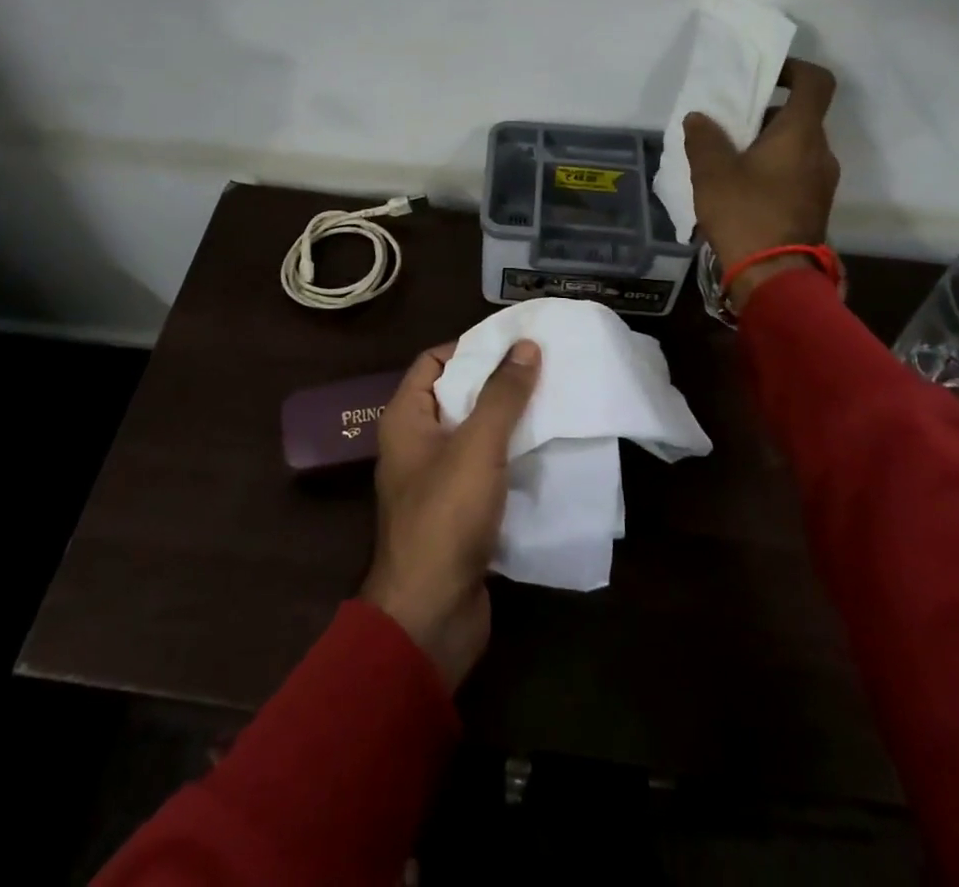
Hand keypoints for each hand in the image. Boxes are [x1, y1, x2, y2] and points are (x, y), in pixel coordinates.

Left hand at [361, 339, 541, 688]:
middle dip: (497, 382)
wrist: (430, 615)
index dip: (470, 347)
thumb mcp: (476, 445)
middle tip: (543, 368)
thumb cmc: (445, 516)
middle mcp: (416, 444)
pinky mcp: (459, 513)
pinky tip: (546, 450)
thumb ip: (502, 394)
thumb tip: (526, 345)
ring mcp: (437, 481)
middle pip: (457, 396)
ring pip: (475, 435)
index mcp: (405, 419)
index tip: (515, 342)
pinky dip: (511, 457)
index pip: (433, 362)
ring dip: (509, 420)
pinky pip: (486, 470)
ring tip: (553, 402)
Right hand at [684, 58, 840, 310]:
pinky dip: (773, 168)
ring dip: (767, 144)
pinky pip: (796, 171)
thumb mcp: (712, 173)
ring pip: (797, 146)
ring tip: (729, 159)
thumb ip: (704, 138)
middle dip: (766, 113)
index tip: (764, 76)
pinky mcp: (814, 205)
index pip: (816, 82)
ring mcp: (822, 181)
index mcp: (801, 134)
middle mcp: (821, 152)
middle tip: (730, 124)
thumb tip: (699, 118)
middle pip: (801, 116)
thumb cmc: (745, 213)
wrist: (774, 276)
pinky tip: (741, 187)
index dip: (793, 69)